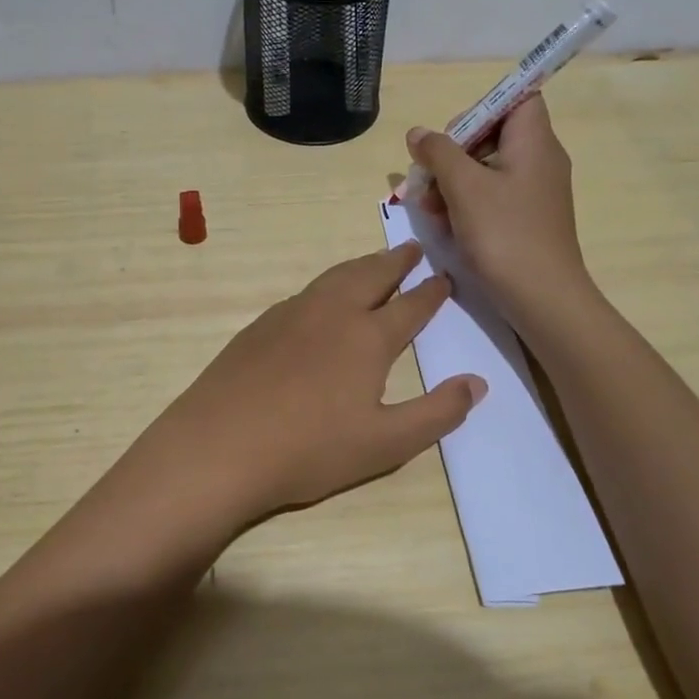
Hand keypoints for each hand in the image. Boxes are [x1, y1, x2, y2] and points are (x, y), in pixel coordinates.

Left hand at [139, 244, 485, 528]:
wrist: (220, 445)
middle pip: (371, 276)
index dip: (431, 292)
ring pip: (335, 277)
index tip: (446, 277)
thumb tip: (478, 382)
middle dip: (396, 262)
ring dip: (361, 265)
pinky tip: (322, 298)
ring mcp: (291, 315)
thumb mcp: (386, 444)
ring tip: (374, 262)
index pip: (410, 306)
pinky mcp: (260, 326)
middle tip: (413, 248)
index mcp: (368, 338)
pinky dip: (327, 284)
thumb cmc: (310, 449)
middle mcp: (332, 313)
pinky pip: (305, 292)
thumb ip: (437, 413)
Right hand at [406, 94, 589, 321]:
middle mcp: (538, 160)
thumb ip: (438, 153)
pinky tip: (444, 225)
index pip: (516, 98)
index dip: (481, 108)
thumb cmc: (505, 234)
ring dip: (452, 183)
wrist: (542, 299)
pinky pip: (491, 196)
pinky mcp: (524, 218)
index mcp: (534, 142)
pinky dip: (465, 204)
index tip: (452, 136)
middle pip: (492, 135)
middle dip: (453, 153)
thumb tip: (418, 133)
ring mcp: (532, 191)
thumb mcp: (464, 188)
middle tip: (428, 177)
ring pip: (485, 168)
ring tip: (430, 209)